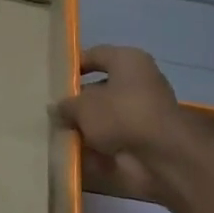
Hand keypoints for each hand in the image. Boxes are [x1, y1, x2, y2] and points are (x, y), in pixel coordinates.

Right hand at [56, 45, 213, 210]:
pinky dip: (97, 144)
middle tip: (51, 109)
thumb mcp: (82, 105)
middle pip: (100, 86)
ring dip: (85, 124)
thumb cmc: (121, 114)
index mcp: (128, 60)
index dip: (73, 65)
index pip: (95, 55)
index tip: (52, 79)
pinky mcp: (145, 138)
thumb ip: (66, 105)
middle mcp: (139, 81)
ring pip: (106, 114)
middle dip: (77, 100)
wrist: (161, 157)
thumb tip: (56, 108)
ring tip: (57, 131)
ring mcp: (144, 111)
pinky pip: (114, 136)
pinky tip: (74, 150)